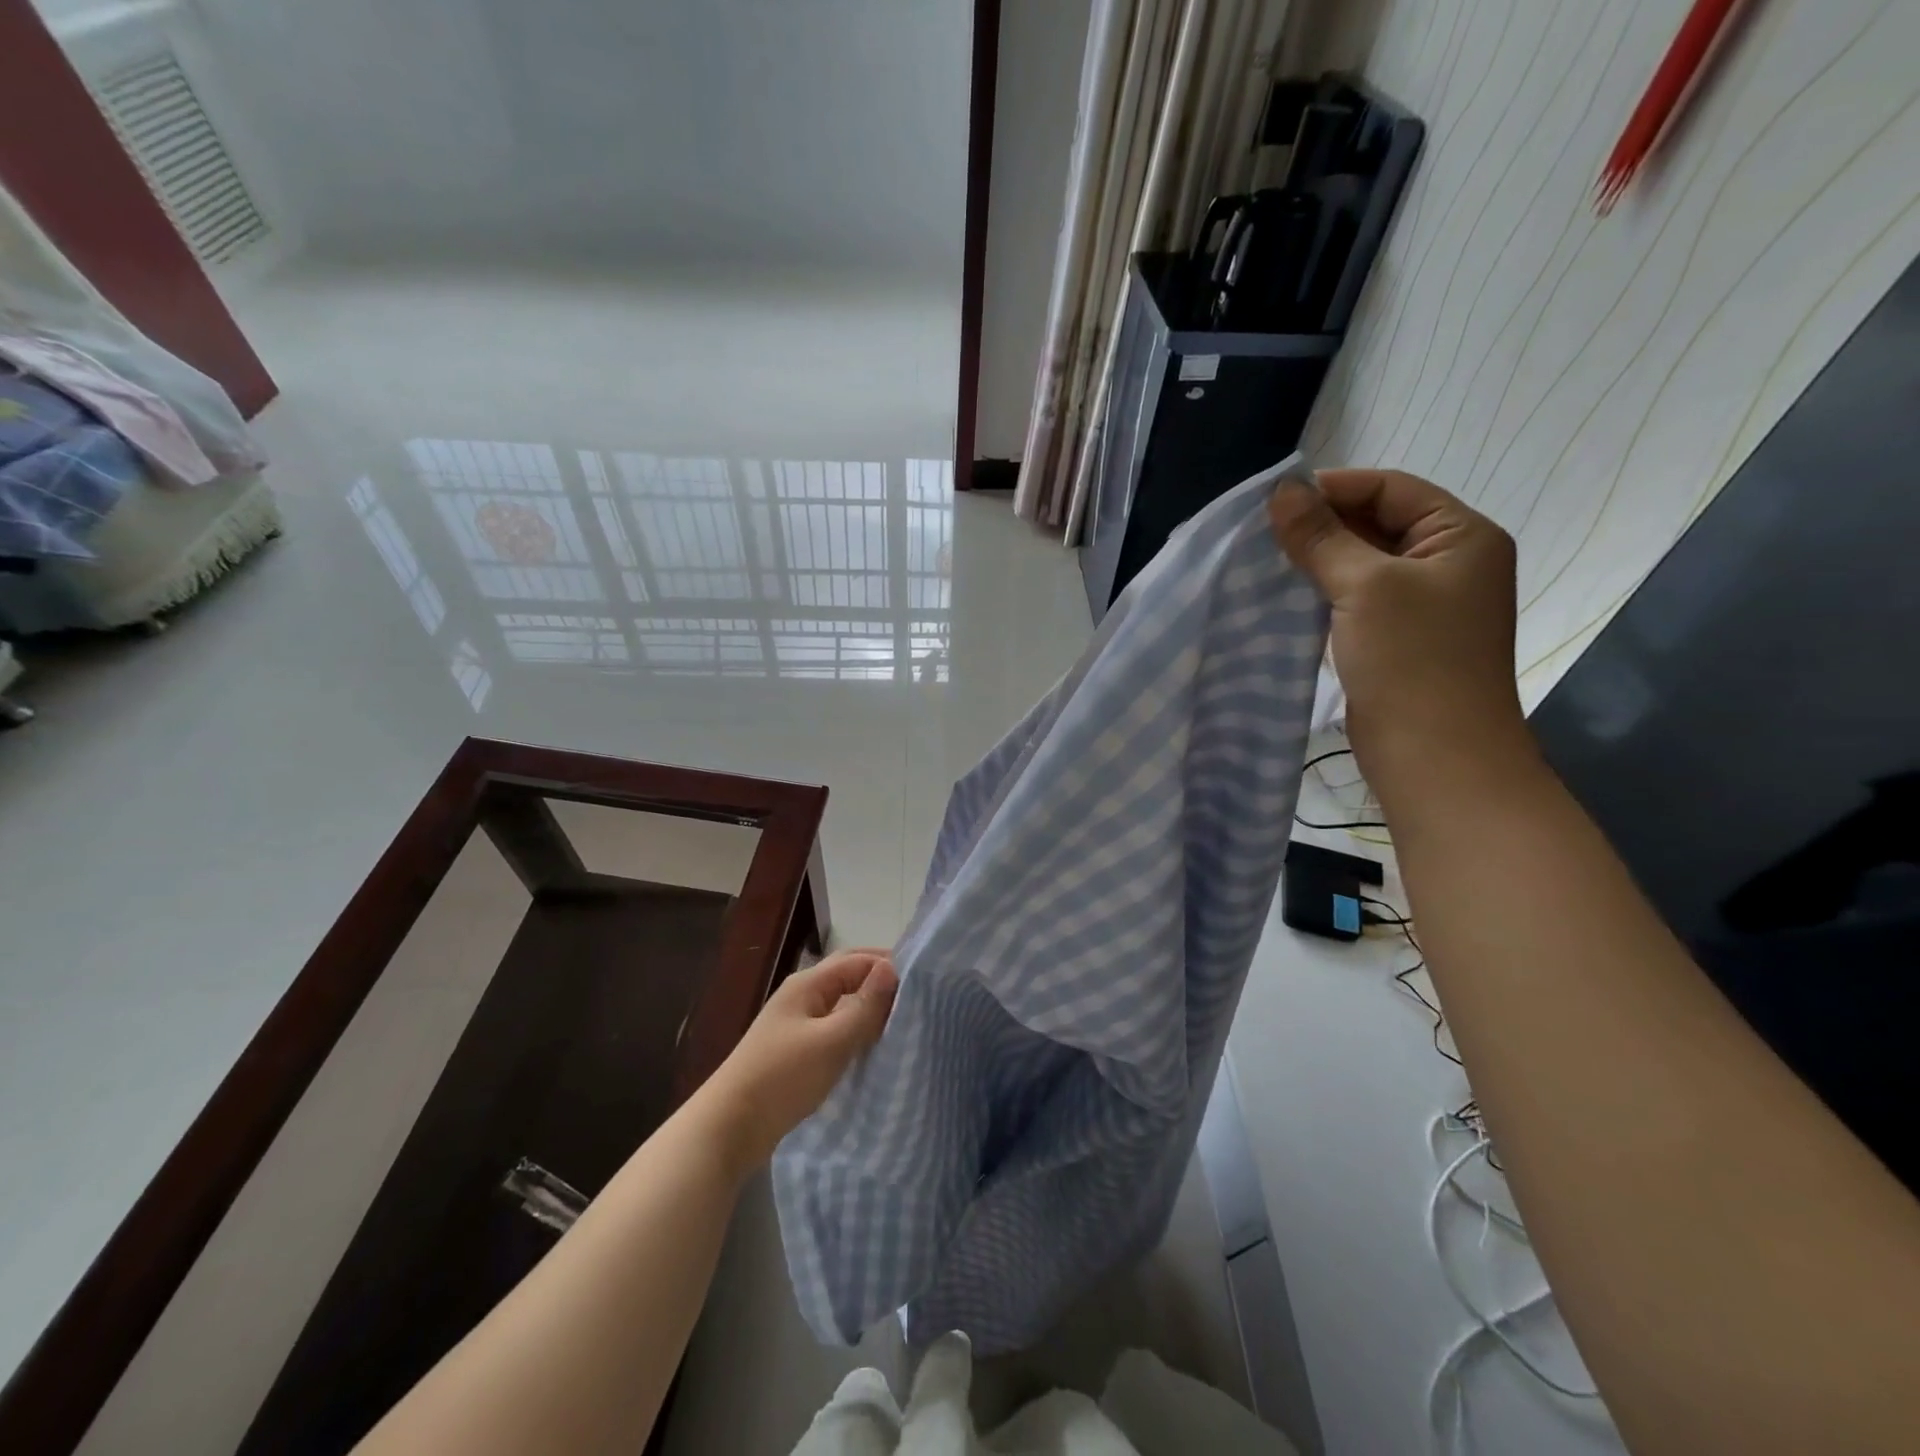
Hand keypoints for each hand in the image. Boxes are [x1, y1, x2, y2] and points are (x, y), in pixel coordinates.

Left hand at [698, 949, 898, 1174]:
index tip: (925, 980)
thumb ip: (864, 1007)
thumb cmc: (781, 1078)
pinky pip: (834, 1030)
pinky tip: (873, 1049)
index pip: (856, 960)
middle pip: (848, 978)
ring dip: (870, 1009)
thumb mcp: (830, 1041)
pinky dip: (856, 1032)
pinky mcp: (795, 1052)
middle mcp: (802, 997)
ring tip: (903, 1022)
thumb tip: (892, 969)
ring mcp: (796, 1025)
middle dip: (880, 983)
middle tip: (918, 997)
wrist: (728, 1128)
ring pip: (842, 1005)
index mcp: (807, 984)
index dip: (888, 964)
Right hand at [1268, 469, 1530, 805]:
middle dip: (1321, 526)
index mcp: (1461, 536)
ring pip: (1361, 565)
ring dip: (1317, 562)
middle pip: (1377, 523)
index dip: (1333, 488)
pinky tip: (1285, 598)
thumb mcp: (1364, 586)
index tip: (1273, 503)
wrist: (1435, 757)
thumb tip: (1281, 490)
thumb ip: (1321, 536)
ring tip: (1266, 563)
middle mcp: (1448, 563)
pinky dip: (1322, 594)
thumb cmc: (1412, 660)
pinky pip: (1356, 601)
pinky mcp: (1398, 640)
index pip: (1391, 488)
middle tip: (1262, 535)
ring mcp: (1424, 605)